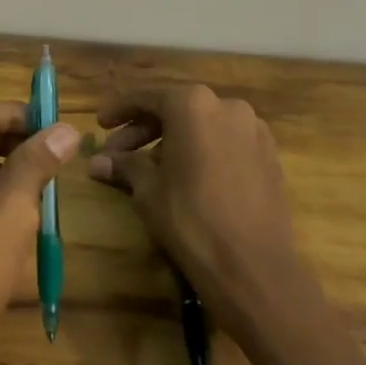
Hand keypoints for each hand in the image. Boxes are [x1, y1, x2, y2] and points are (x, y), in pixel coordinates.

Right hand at [86, 84, 302, 314]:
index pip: (146, 97)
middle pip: (175, 109)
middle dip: (143, 129)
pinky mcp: (269, 155)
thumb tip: (96, 162)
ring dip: (172, 140)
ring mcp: (253, 130)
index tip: (99, 124)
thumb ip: (124, 165)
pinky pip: (225, 142)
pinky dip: (201, 150)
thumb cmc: (190, 218)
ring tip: (149, 168)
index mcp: (192, 104)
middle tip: (117, 153)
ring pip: (202, 125)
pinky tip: (186, 176)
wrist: (253, 266)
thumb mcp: (147, 190)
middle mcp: (226, 106)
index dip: (119, 110)